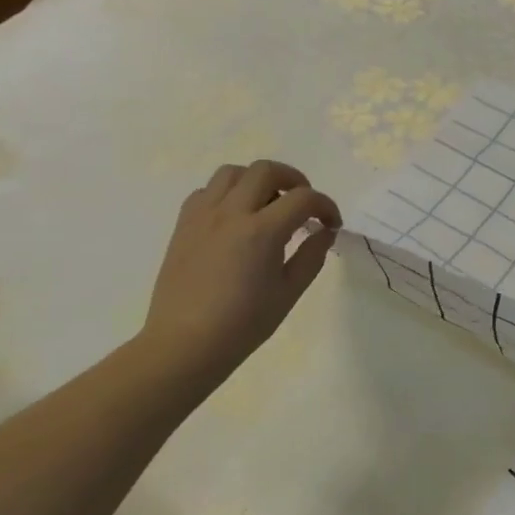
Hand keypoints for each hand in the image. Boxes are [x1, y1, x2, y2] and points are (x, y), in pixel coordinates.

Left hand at [138, 160, 339, 388]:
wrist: (185, 343)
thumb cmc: (243, 324)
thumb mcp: (289, 292)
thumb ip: (311, 256)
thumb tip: (324, 232)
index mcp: (261, 232)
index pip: (303, 199)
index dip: (325, 206)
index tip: (331, 224)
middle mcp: (230, 213)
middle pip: (266, 170)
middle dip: (294, 180)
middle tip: (304, 204)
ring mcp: (202, 216)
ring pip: (233, 173)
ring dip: (257, 180)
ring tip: (268, 204)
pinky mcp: (183, 225)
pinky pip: (206, 191)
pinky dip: (227, 194)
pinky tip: (236, 218)